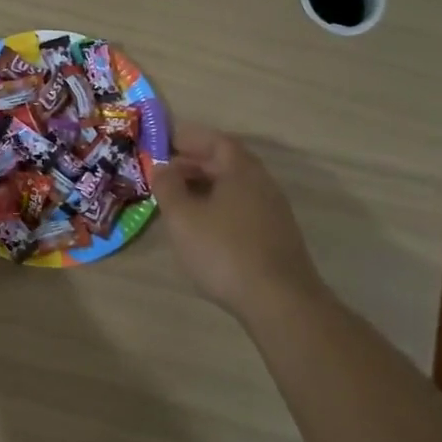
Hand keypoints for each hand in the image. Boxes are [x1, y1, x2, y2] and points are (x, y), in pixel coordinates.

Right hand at [152, 124, 325, 315]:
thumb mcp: (183, 217)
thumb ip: (168, 186)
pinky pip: (241, 209)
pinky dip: (218, 208)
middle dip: (193, 164)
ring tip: (178, 201)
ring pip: (233, 188)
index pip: (215, 140)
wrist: (279, 302)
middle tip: (164, 173)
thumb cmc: (224, 250)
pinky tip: (202, 228)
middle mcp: (262, 183)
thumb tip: (161, 167)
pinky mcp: (275, 237)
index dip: (189, 138)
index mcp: (241, 170)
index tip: (164, 143)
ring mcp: (273, 211)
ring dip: (205, 187)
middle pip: (226, 163)